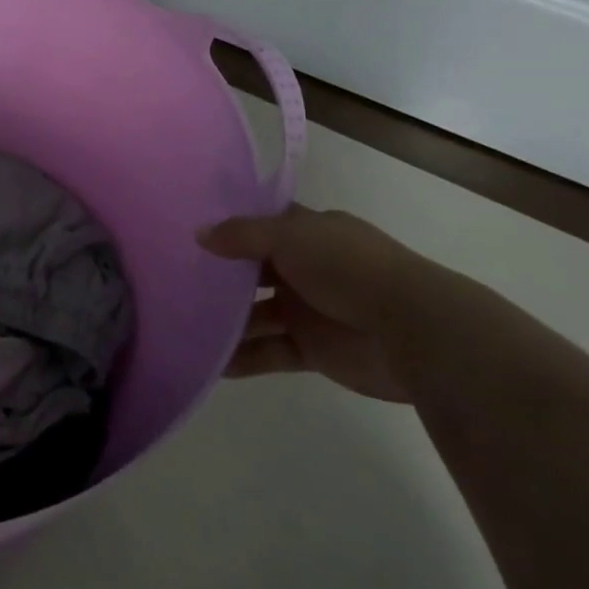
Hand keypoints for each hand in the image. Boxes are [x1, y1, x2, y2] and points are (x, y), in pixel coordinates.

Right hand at [203, 206, 432, 402]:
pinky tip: (212, 363)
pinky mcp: (314, 351)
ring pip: (257, 314)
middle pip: (253, 270)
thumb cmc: (348, 268)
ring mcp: (310, 311)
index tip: (189, 231)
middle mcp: (306, 269)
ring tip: (183, 324)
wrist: (413, 330)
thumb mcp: (290, 236)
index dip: (229, 227)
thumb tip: (199, 234)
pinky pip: (270, 351)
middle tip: (174, 279)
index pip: (261, 225)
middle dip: (220, 276)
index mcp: (308, 234)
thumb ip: (242, 235)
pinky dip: (244, 357)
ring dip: (226, 321)